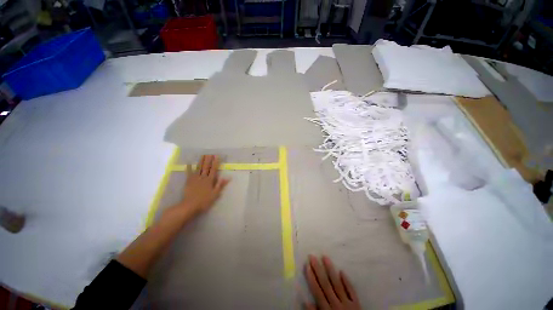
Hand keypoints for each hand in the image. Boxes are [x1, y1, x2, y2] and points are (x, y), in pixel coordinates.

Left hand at [163, 155, 229, 222]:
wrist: (190, 205)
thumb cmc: (204, 201)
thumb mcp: (215, 194)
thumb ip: (220, 185)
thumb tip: (227, 178)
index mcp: (210, 180)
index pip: (213, 170)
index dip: (215, 163)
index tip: (216, 156)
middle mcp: (203, 177)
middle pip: (206, 167)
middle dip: (208, 160)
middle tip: (210, 153)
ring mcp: (195, 179)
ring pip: (198, 168)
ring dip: (201, 161)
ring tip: (203, 155)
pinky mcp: (188, 181)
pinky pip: (189, 173)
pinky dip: (189, 168)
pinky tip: (189, 163)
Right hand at [305, 255, 360, 309]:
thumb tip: (305, 301)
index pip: (317, 291)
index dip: (311, 278)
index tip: (307, 266)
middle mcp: (336, 304)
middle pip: (325, 285)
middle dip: (318, 270)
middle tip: (312, 257)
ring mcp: (347, 303)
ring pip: (337, 284)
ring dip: (330, 270)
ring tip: (325, 257)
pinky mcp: (357, 304)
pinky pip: (351, 291)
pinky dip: (347, 281)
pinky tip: (342, 271)